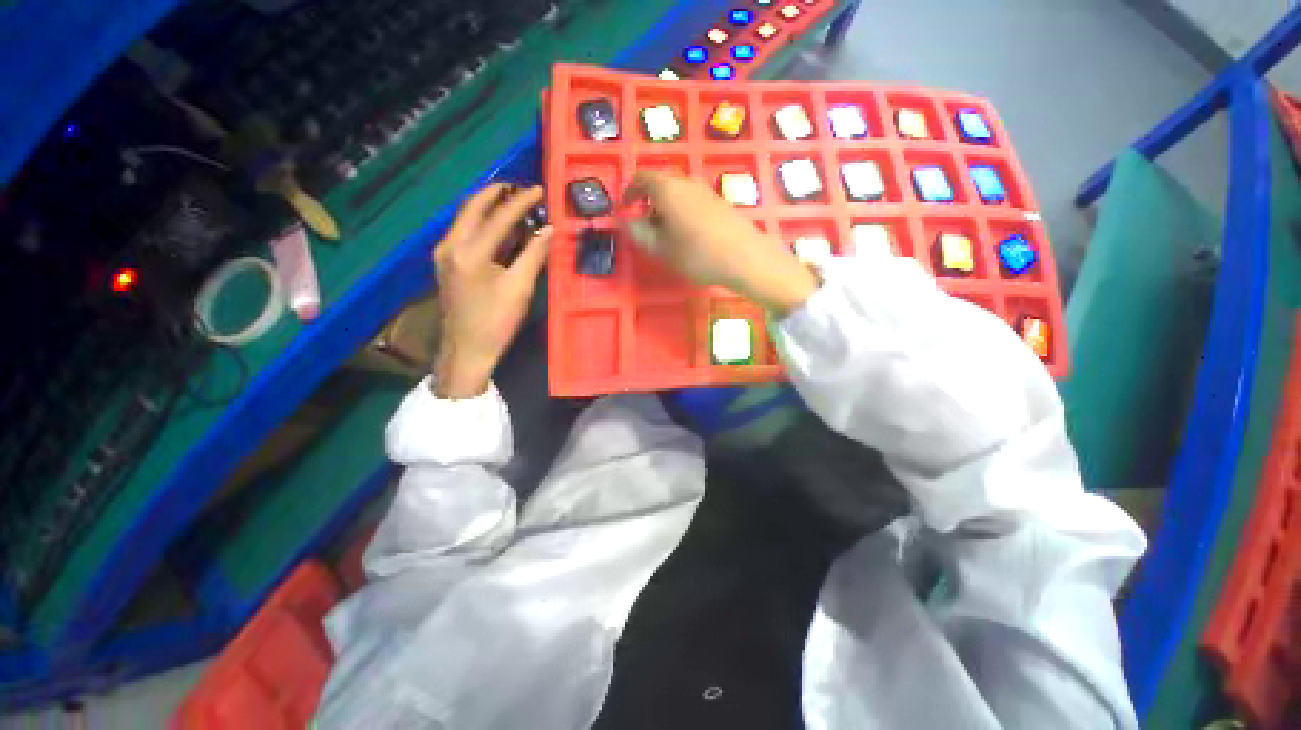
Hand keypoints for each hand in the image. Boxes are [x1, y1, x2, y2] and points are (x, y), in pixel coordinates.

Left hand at [431, 184, 552, 398]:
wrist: (466, 351)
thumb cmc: (495, 322)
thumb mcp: (519, 288)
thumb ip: (534, 255)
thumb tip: (548, 229)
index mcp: (468, 252)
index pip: (498, 217)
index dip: (521, 202)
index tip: (539, 190)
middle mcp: (450, 245)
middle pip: (473, 208)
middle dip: (497, 193)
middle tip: (520, 187)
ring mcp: (444, 254)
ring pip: (466, 219)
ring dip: (489, 207)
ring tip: (513, 201)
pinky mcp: (446, 264)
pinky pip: (465, 233)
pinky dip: (483, 224)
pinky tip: (499, 227)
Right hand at [623, 171, 817, 315]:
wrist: (744, 257)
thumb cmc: (695, 254)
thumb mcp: (660, 248)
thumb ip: (639, 233)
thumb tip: (627, 221)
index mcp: (667, 188)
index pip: (641, 178)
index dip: (629, 192)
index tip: (624, 209)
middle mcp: (686, 182)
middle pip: (661, 184)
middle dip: (648, 202)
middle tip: (645, 226)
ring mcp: (706, 190)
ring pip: (678, 193)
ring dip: (666, 209)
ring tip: (666, 235)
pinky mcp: (720, 202)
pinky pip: (693, 201)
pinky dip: (682, 213)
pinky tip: (688, 236)